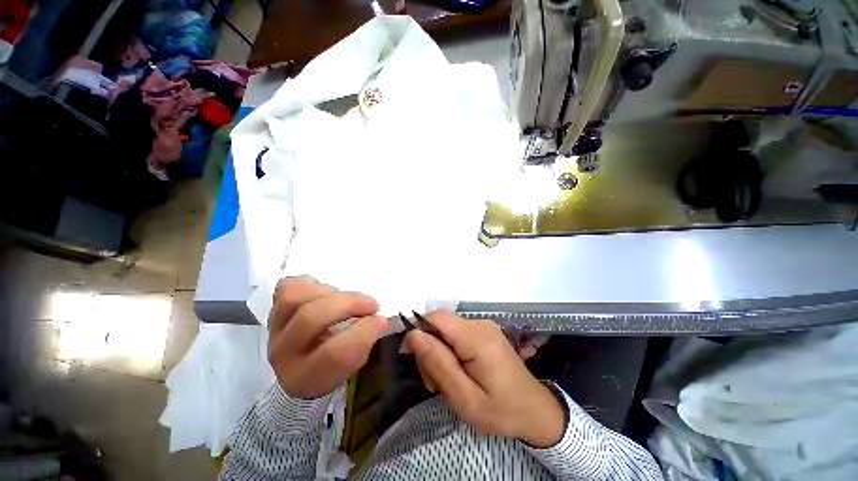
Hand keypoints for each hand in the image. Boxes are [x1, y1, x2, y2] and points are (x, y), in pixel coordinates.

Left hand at [268, 277, 388, 398]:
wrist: (299, 368)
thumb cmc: (331, 368)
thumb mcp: (351, 365)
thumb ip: (364, 342)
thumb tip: (380, 318)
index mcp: (305, 377)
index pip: (335, 352)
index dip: (364, 331)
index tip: (382, 319)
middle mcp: (283, 354)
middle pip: (312, 318)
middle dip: (350, 304)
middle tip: (372, 304)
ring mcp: (273, 329)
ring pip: (295, 297)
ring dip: (330, 292)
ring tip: (344, 298)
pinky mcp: (273, 310)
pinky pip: (287, 287)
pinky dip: (309, 284)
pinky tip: (323, 292)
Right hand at [404, 312, 565, 447]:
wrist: (535, 410)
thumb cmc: (501, 410)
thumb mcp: (465, 398)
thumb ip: (438, 364)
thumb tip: (414, 335)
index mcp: (477, 338)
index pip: (437, 318)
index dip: (418, 330)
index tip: (409, 355)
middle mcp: (480, 324)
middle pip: (440, 324)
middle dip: (429, 349)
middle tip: (434, 383)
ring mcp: (483, 326)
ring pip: (446, 330)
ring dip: (439, 353)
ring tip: (447, 383)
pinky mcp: (484, 331)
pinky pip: (456, 334)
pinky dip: (449, 351)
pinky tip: (456, 372)